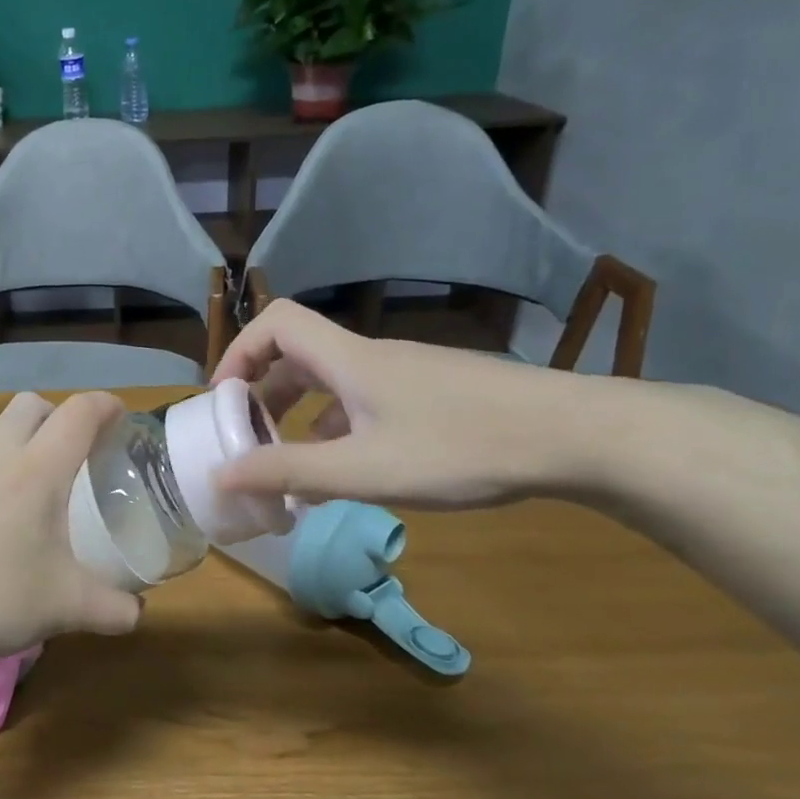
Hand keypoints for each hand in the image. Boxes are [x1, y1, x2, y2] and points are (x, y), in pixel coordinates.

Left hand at [0, 391, 142, 670]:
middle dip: (53, 415)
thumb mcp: (66, 608)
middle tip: (64, 450)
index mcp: (37, 472)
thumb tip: (138, 613)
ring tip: (6, 467)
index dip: (104, 406)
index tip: (118, 416)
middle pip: (28, 404)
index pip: (79, 414)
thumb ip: (113, 609)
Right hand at [210, 300, 598, 508]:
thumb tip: (222, 475)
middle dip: (264, 394)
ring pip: (334, 381)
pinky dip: (340, 427)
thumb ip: (290, 472)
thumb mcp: (365, 470)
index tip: (225, 401)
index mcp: (348, 360)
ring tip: (293, 466)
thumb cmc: (461, 447)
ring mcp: (407, 374)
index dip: (240, 352)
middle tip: (251, 440)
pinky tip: (351, 470)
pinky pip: (366, 400)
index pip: (276, 323)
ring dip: (302, 415)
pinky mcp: (434, 395)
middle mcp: (372, 357)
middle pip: (299, 354)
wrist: (577, 435)